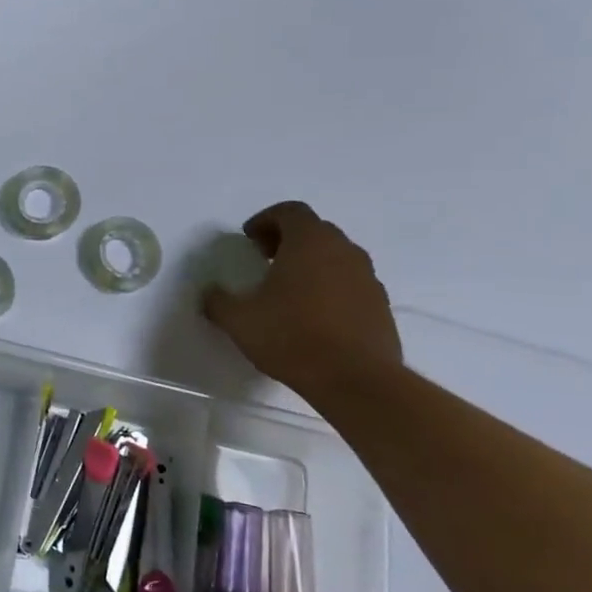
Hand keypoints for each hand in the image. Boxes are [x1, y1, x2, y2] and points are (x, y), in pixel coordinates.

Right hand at [201, 202, 401, 400]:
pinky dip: (331, 287)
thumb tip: (210, 293)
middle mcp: (343, 251)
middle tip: (265, 259)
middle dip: (288, 239)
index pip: (290, 211)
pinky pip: (351, 283)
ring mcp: (367, 278)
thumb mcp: (239, 320)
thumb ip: (218, 301)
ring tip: (289, 290)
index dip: (265, 220)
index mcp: (309, 242)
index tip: (249, 240)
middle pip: (315, 230)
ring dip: (312, 263)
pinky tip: (313, 316)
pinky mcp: (381, 306)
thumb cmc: (291, 337)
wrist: (356, 380)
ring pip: (336, 257)